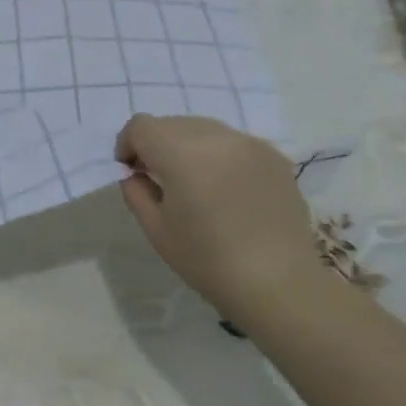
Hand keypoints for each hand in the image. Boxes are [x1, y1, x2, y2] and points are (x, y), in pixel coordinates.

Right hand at [114, 115, 330, 321]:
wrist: (278, 282)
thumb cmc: (207, 260)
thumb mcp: (156, 229)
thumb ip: (136, 192)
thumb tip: (135, 174)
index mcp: (181, 152)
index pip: (141, 126)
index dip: (127, 145)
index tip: (131, 172)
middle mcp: (216, 136)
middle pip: (173, 123)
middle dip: (157, 145)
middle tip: (158, 178)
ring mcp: (250, 143)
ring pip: (205, 130)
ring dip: (189, 147)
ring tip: (194, 184)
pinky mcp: (275, 156)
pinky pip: (234, 144)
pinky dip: (220, 156)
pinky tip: (226, 190)